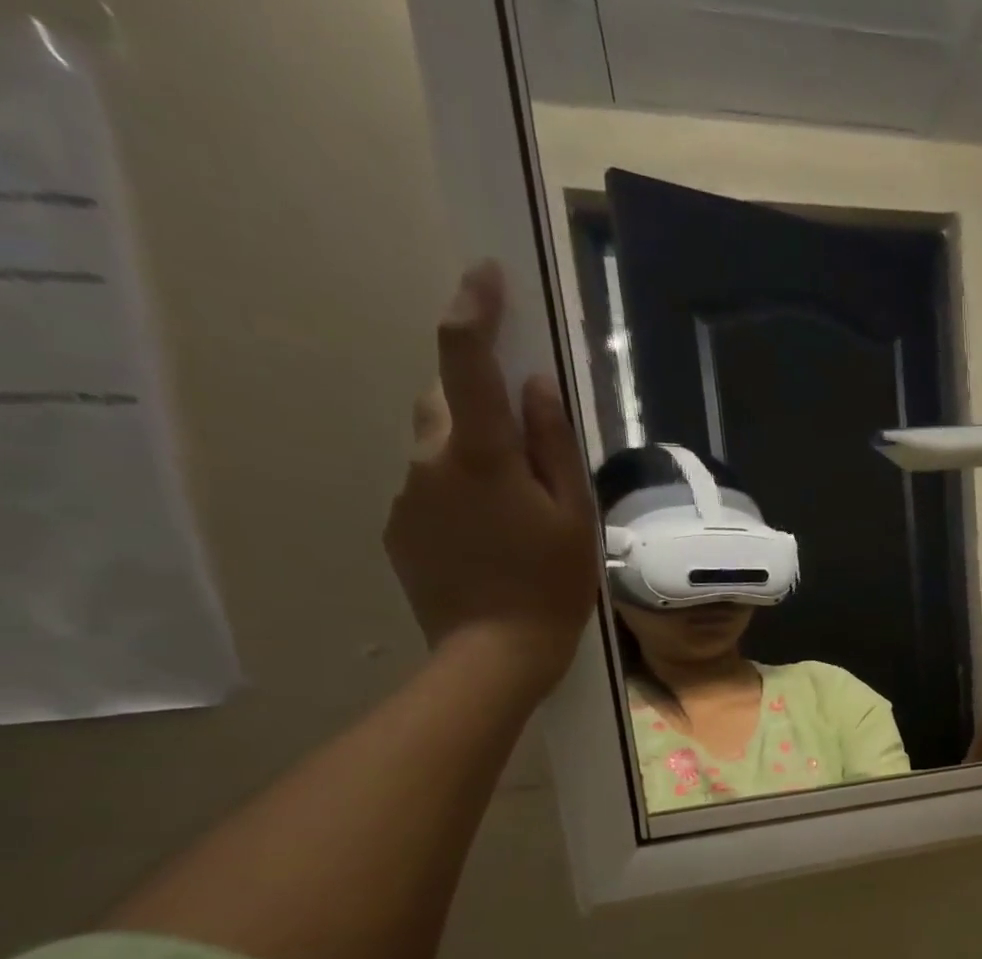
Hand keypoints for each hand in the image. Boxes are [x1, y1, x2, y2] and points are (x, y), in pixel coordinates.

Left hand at [385, 261, 599, 697]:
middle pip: (444, 399)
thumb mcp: (574, 516)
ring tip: (512, 509)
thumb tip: (536, 385)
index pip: (465, 357)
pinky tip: (488, 539)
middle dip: (478, 400)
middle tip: (524, 443)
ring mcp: (407, 494)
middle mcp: (430, 460)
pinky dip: (456, 493)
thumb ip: (554, 445)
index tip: (486, 275)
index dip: (474, 308)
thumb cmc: (552, 585)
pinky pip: (427, 487)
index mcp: (482, 454)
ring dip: (470, 454)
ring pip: (435, 446)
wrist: (493, 653)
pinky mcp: (399, 526)